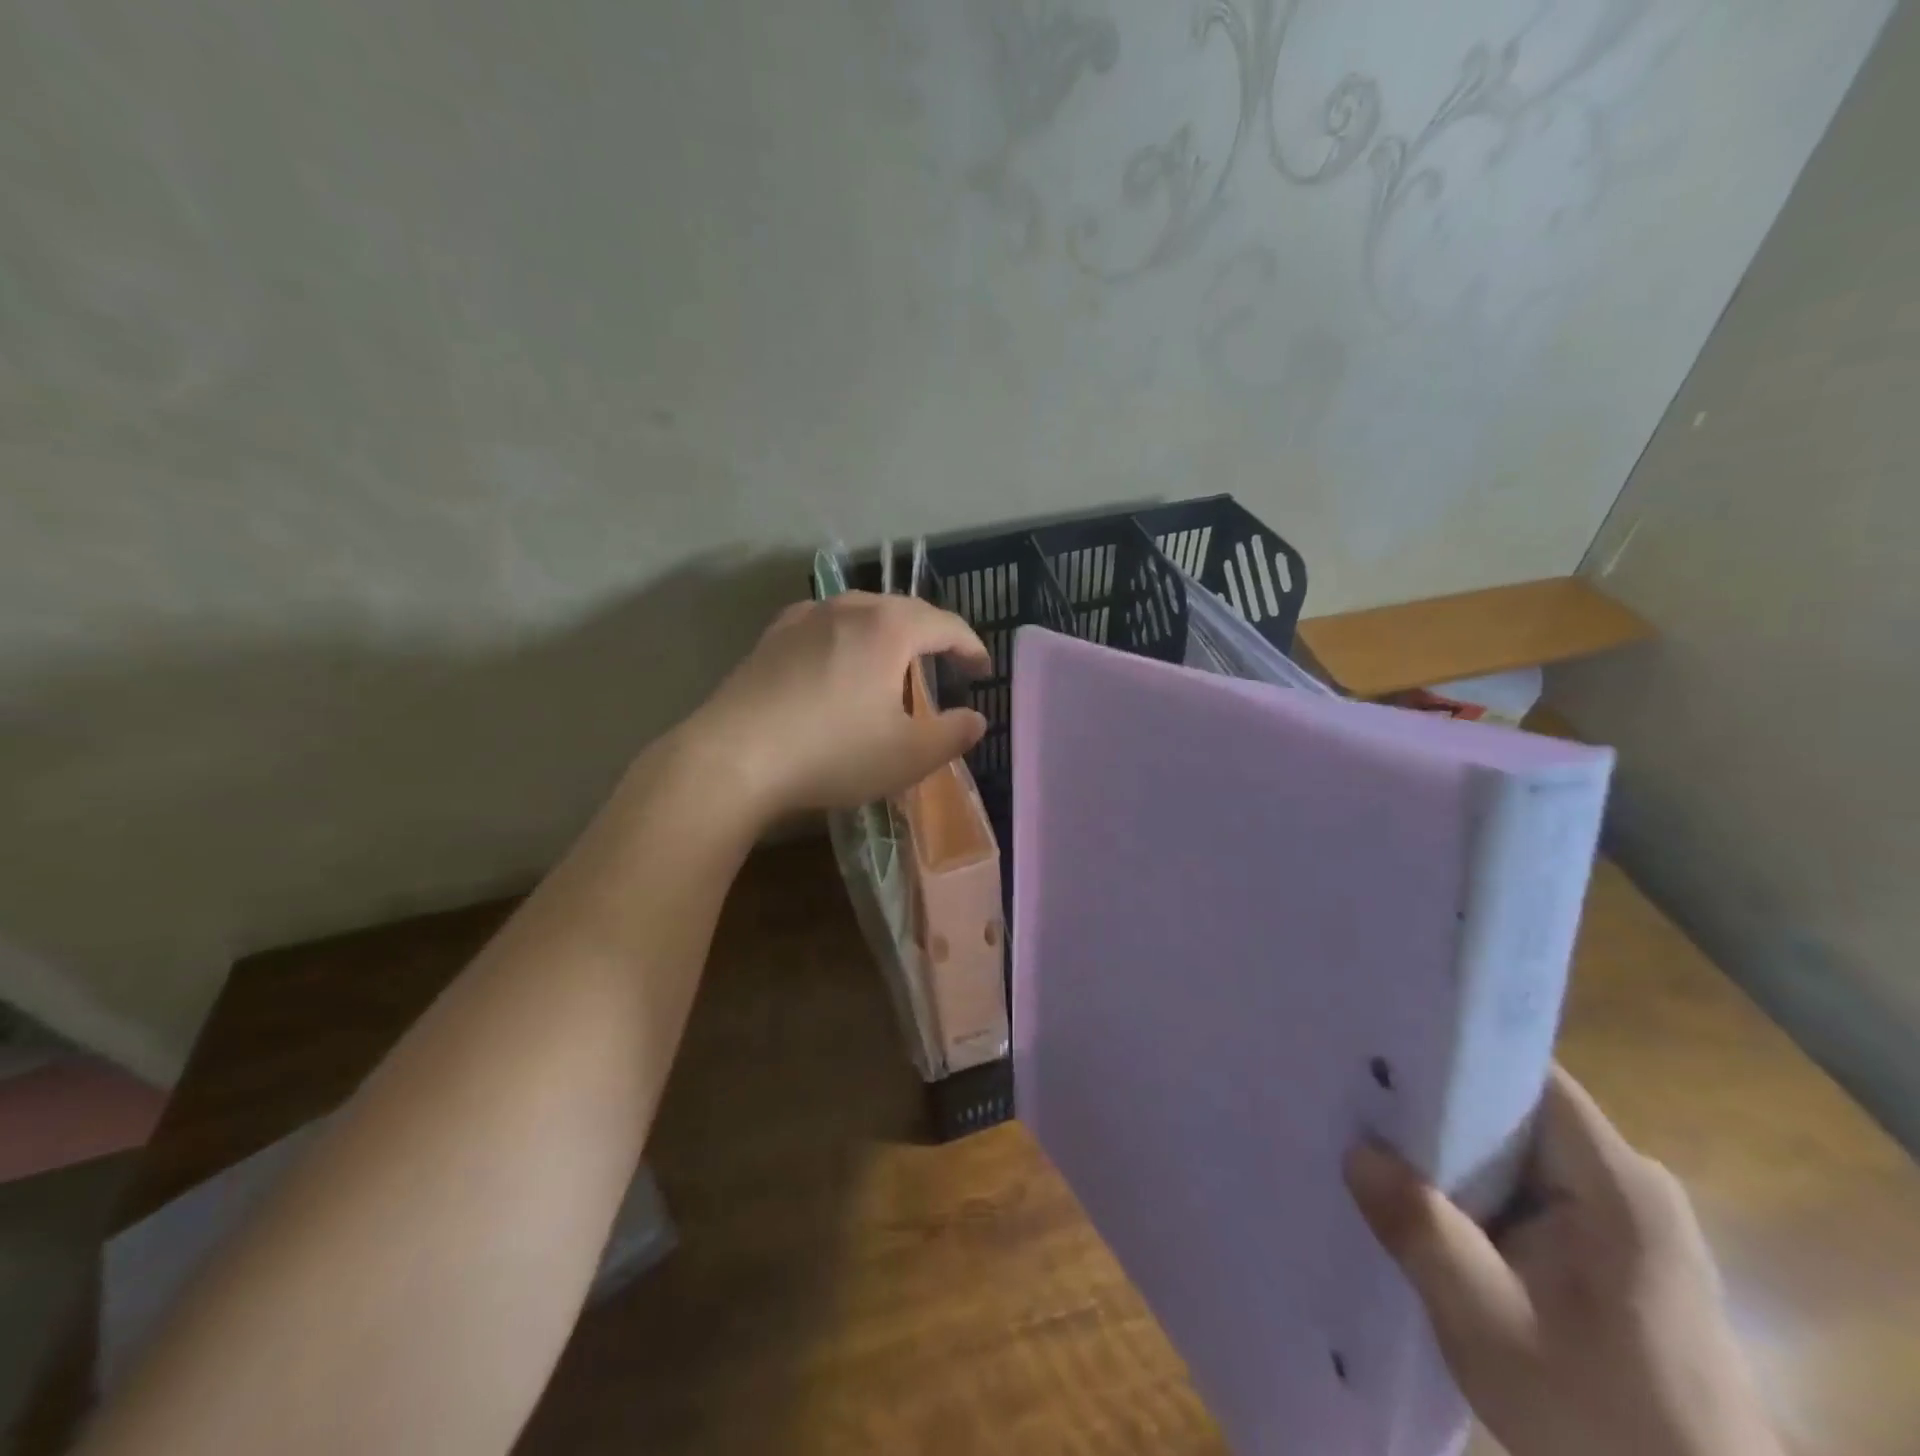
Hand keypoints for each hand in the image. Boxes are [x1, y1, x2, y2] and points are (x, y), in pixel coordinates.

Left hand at [683, 591, 990, 825]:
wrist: (734, 757)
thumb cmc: (833, 753)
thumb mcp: (908, 755)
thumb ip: (953, 735)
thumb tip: (976, 719)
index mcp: (889, 628)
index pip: (946, 626)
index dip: (971, 647)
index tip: (983, 671)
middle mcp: (848, 609)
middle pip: (904, 610)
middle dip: (932, 635)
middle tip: (947, 663)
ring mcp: (804, 618)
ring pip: (862, 613)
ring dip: (889, 633)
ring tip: (895, 661)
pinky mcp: (772, 638)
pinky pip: (825, 625)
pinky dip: (848, 637)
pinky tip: (839, 658)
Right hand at [1345, 1067, 1781, 1455]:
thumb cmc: (1602, 1423)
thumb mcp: (1488, 1326)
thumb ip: (1420, 1229)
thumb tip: (1355, 1150)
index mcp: (1617, 1183)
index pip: (1525, 1076)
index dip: (1452, 1057)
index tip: (1381, 1058)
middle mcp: (1630, 1184)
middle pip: (1516, 1113)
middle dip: (1438, 1112)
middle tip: (1362, 1109)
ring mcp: (1629, 1222)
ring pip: (1518, 1156)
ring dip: (1454, 1160)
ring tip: (1381, 1154)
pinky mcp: (1619, 1257)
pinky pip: (1532, 1194)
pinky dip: (1480, 1196)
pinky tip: (1433, 1214)